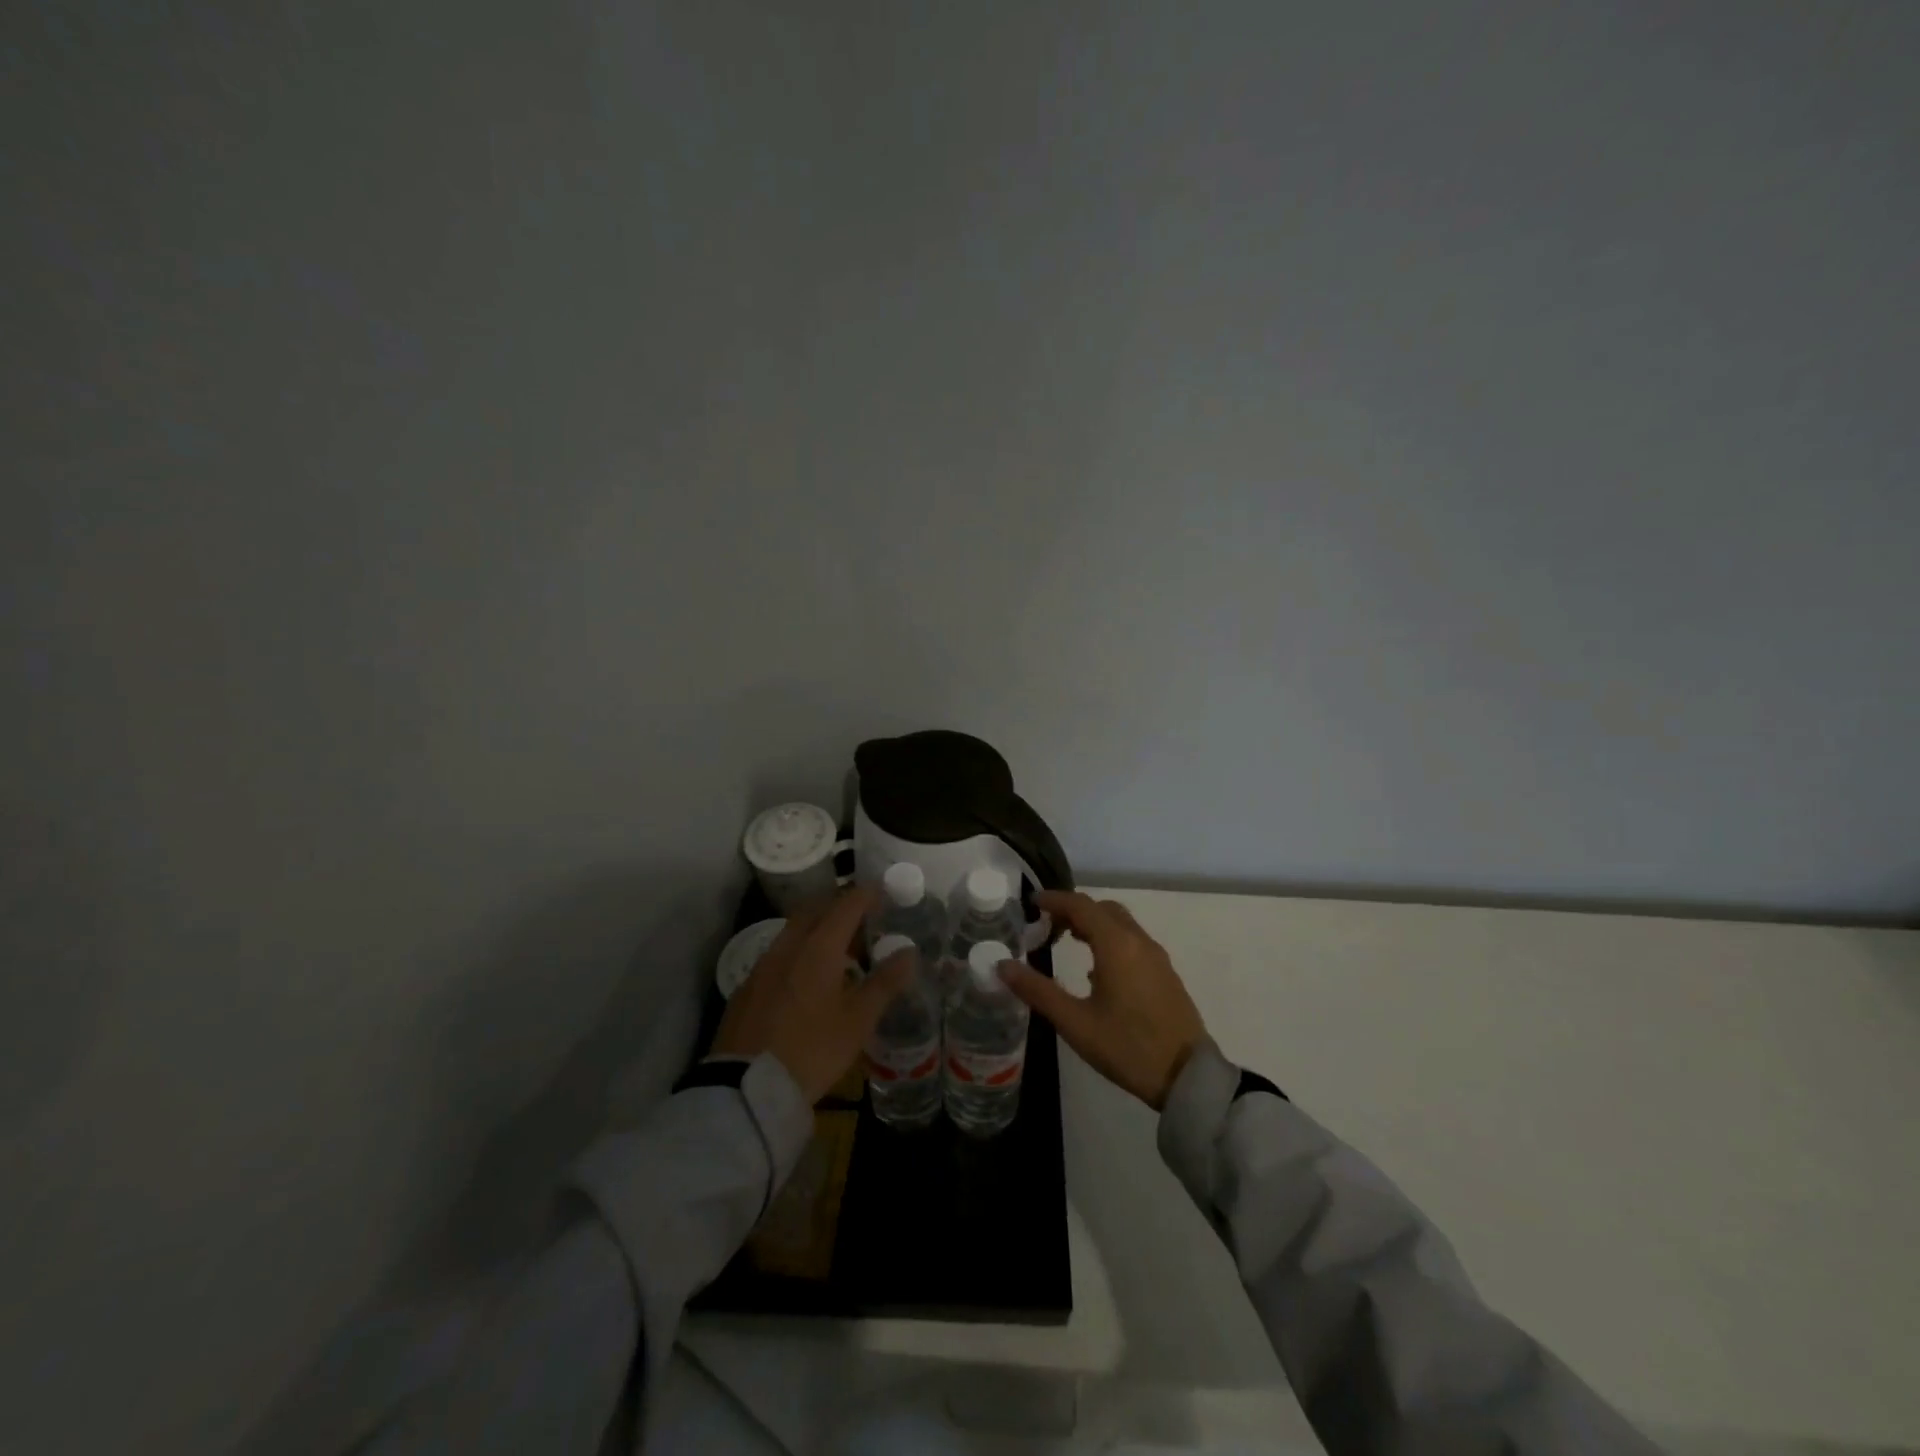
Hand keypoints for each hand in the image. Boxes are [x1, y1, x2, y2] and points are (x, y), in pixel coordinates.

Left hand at [710, 884, 910, 1103]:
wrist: (748, 1087)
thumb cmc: (812, 1050)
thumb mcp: (857, 1021)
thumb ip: (884, 983)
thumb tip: (909, 952)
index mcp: (818, 948)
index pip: (845, 906)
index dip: (865, 895)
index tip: (882, 891)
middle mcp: (788, 946)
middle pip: (815, 910)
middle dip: (839, 906)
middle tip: (862, 917)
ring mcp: (763, 965)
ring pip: (794, 931)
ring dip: (817, 928)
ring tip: (839, 948)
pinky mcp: (748, 987)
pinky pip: (779, 953)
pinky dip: (799, 950)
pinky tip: (807, 976)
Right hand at [1001, 890, 1207, 1110]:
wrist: (1187, 1077)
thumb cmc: (1127, 1047)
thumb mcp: (1075, 1022)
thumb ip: (1037, 990)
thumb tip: (1002, 965)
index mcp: (1116, 945)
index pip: (1081, 905)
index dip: (1054, 900)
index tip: (1031, 903)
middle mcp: (1138, 941)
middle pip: (1102, 909)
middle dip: (1073, 910)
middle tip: (1045, 925)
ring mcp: (1156, 957)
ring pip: (1120, 924)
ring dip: (1092, 924)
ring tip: (1066, 941)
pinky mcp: (1165, 973)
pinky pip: (1132, 941)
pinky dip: (1109, 939)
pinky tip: (1095, 969)